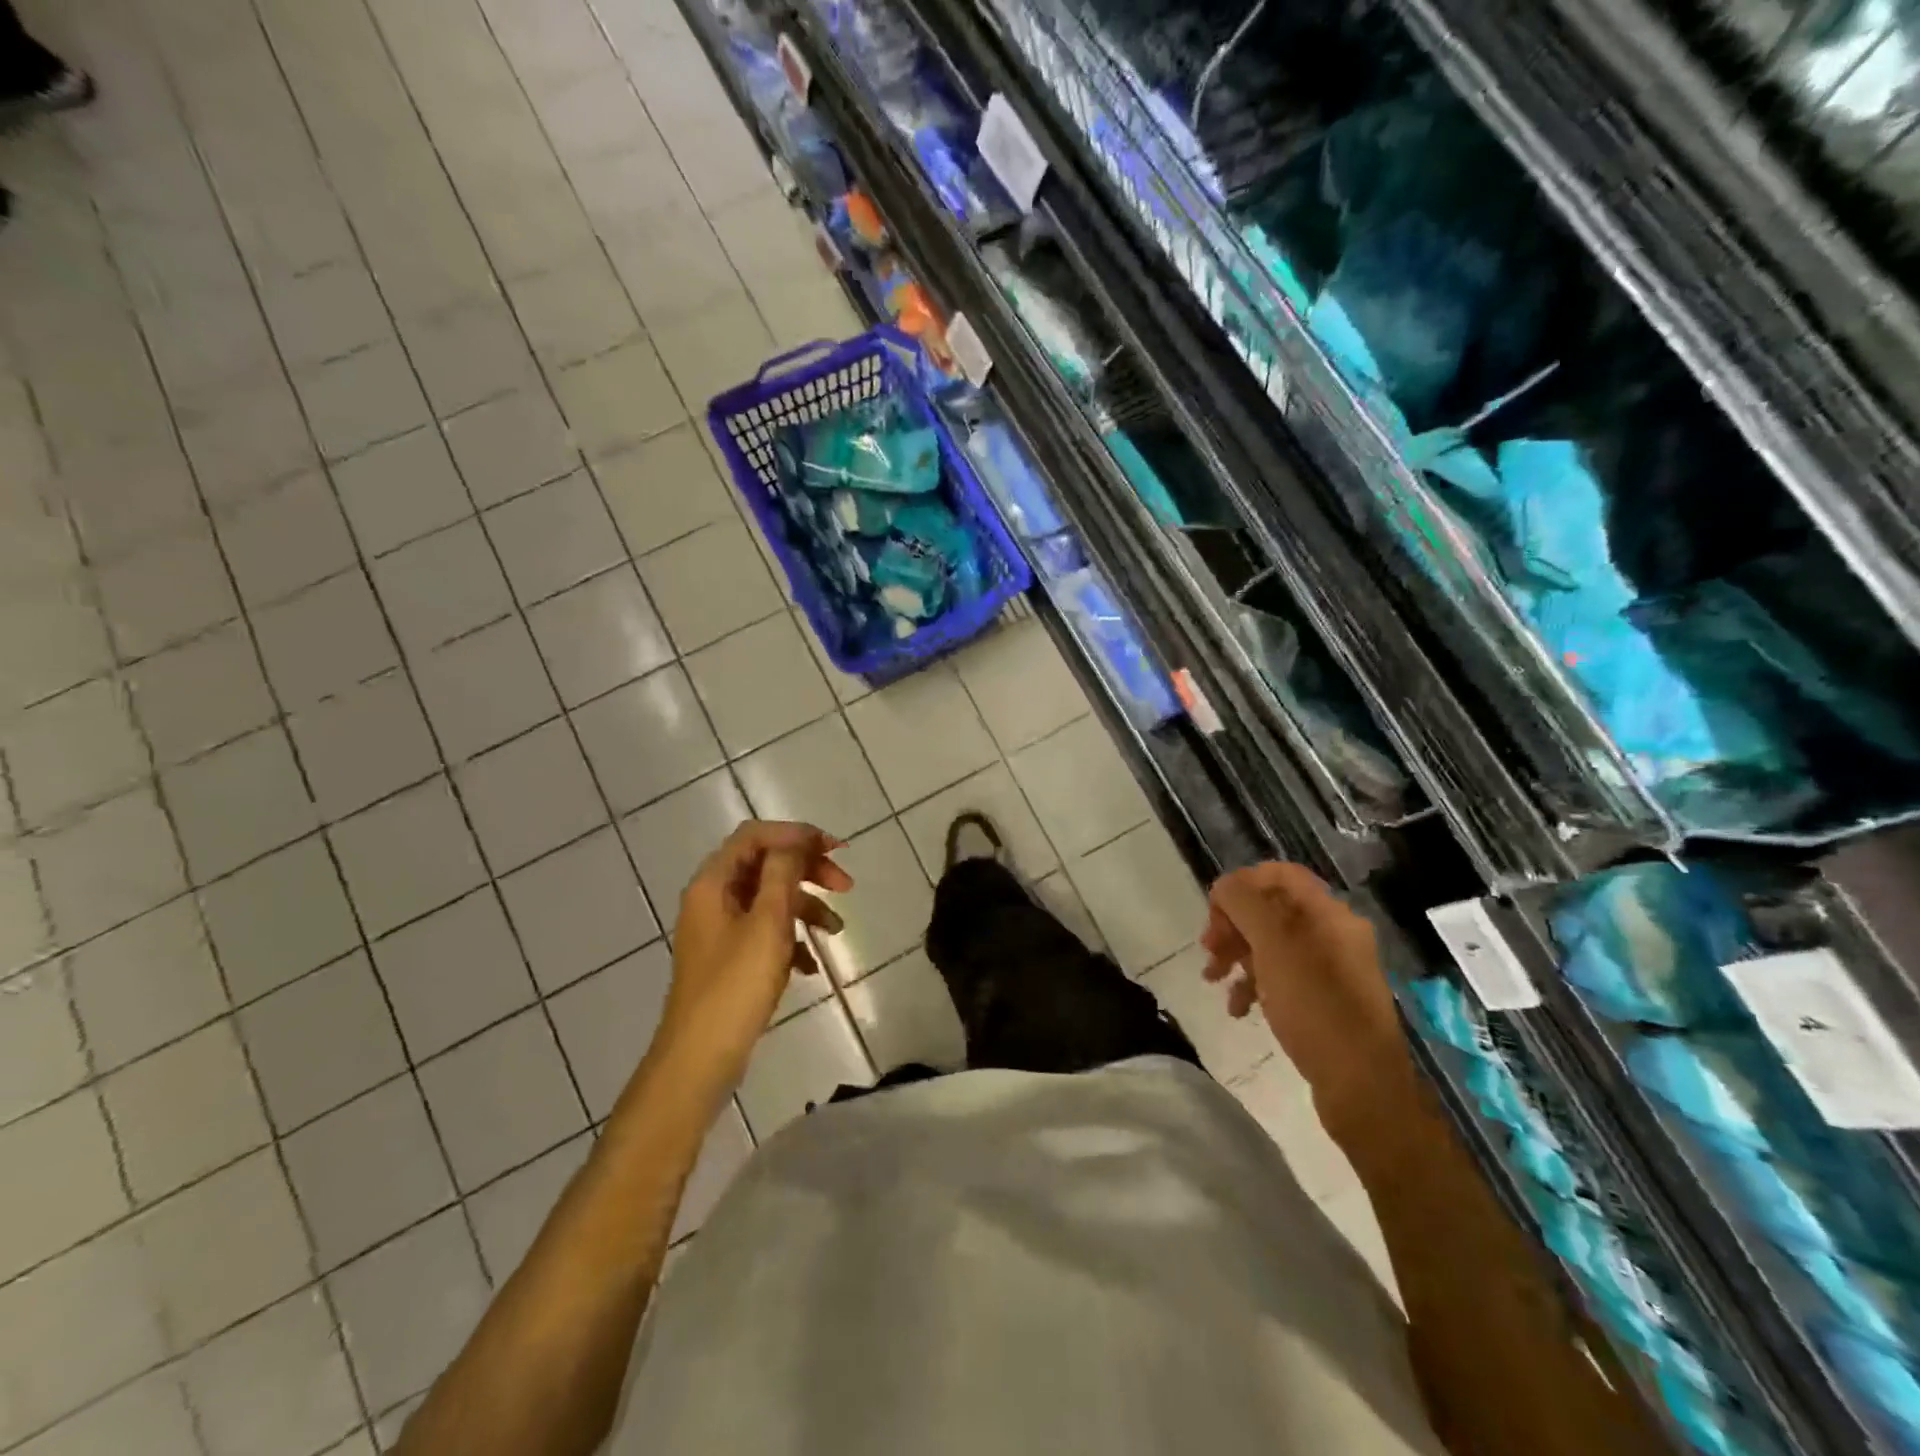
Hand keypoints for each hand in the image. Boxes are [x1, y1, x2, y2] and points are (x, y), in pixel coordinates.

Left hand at [652, 821, 852, 1094]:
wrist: (699, 1060)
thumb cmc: (735, 986)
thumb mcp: (767, 923)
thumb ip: (782, 873)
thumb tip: (795, 841)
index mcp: (713, 883)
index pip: (756, 836)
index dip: (797, 834)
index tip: (835, 850)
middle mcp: (712, 899)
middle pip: (765, 865)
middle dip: (807, 870)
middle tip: (845, 886)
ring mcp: (720, 931)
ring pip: (769, 900)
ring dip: (805, 907)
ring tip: (837, 930)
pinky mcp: (729, 959)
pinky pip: (765, 933)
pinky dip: (791, 939)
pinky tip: (811, 965)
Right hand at [1202, 862, 1413, 1135]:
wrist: (1361, 1086)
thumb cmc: (1316, 1007)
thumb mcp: (1273, 947)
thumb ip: (1245, 905)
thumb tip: (1224, 885)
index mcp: (1329, 914)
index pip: (1280, 875)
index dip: (1243, 883)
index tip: (1214, 910)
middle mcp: (1333, 934)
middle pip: (1271, 910)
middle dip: (1233, 924)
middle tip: (1208, 949)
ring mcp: (1331, 969)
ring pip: (1271, 945)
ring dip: (1237, 955)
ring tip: (1212, 980)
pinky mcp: (1324, 1001)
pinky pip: (1281, 977)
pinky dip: (1254, 984)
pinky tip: (1238, 1008)